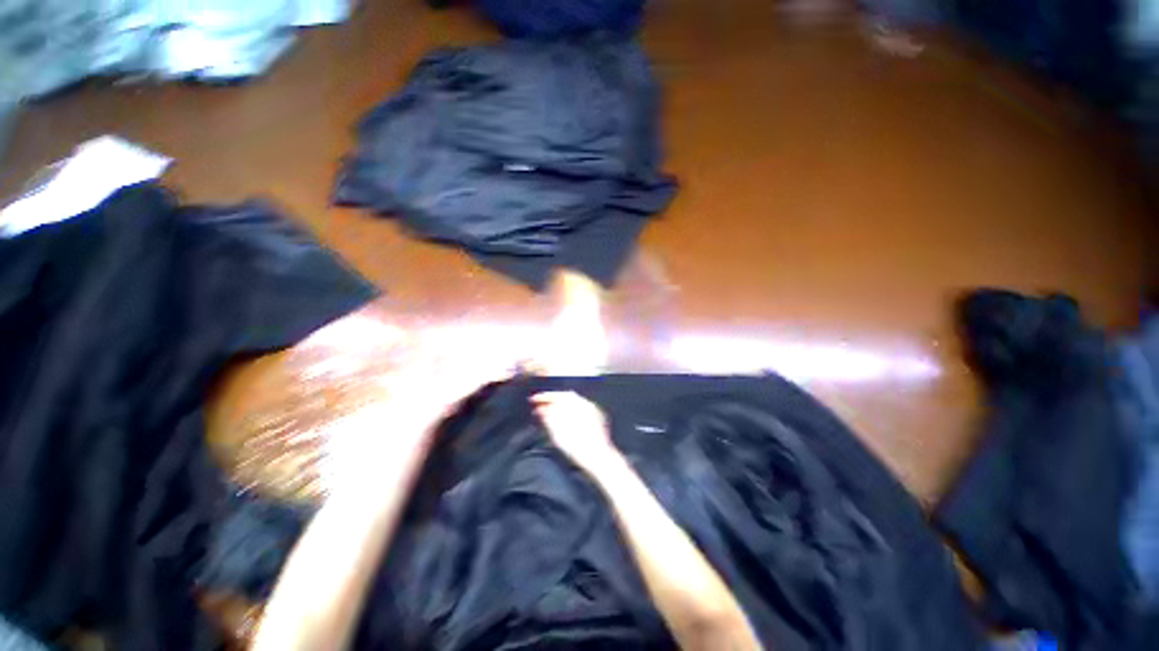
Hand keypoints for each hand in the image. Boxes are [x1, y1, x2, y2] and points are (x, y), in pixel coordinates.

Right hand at [532, 392, 619, 474]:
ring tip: (550, 410)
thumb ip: (549, 418)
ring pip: (574, 400)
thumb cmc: (577, 447)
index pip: (557, 395)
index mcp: (576, 405)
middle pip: (566, 396)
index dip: (544, 396)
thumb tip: (541, 409)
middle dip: (552, 398)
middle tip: (540, 404)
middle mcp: (585, 403)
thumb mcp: (558, 435)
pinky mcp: (597, 416)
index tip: (533, 399)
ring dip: (561, 403)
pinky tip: (564, 416)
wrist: (599, 457)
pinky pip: (580, 406)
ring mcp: (592, 409)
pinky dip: (570, 408)